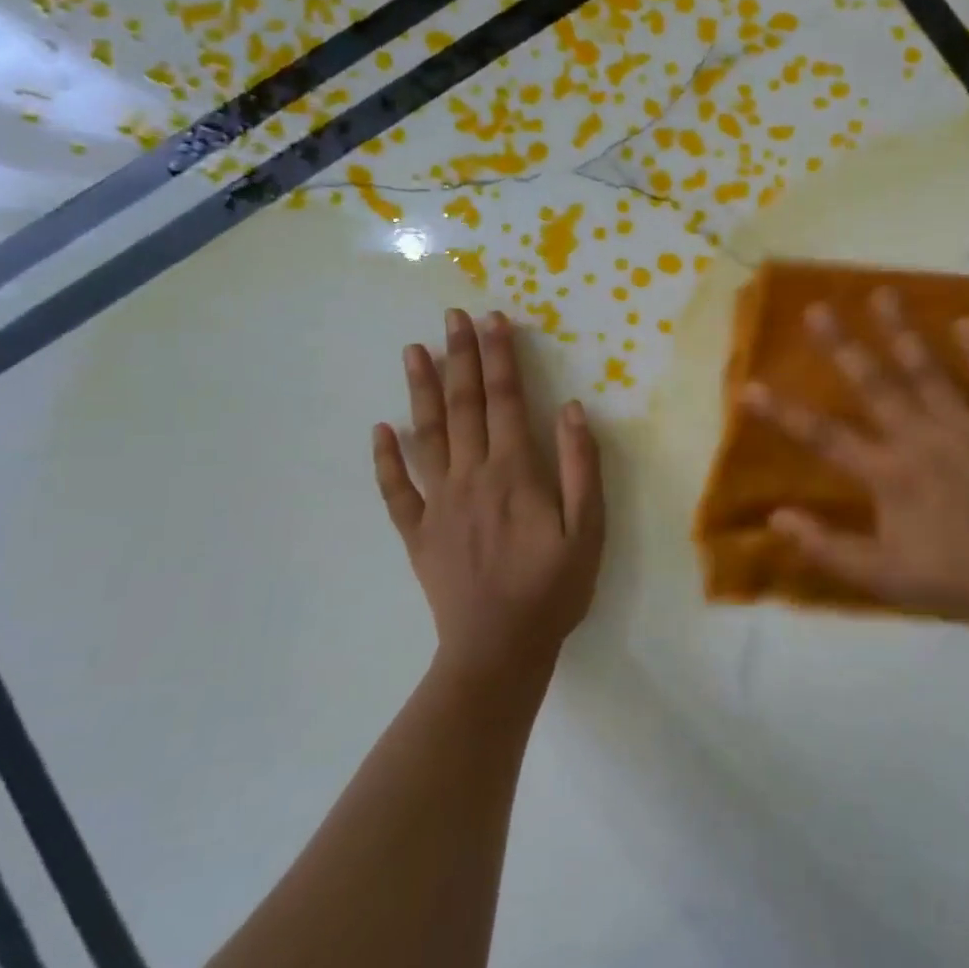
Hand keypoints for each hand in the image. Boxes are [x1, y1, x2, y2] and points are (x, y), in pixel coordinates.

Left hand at [374, 309, 604, 688]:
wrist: (499, 650)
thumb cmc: (553, 589)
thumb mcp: (588, 530)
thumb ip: (580, 467)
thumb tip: (571, 409)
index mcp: (514, 473)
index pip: (505, 401)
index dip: (500, 358)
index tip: (493, 320)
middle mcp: (471, 476)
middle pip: (464, 407)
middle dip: (460, 357)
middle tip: (451, 317)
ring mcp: (438, 503)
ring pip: (426, 436)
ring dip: (421, 391)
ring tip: (414, 352)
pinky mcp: (418, 532)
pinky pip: (396, 490)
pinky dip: (386, 459)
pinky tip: (380, 430)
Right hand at [742, 288, 968, 629]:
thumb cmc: (950, 579)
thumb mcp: (879, 576)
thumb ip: (825, 546)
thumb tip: (776, 518)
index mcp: (888, 473)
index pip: (823, 437)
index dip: (782, 413)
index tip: (749, 387)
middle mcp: (920, 438)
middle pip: (874, 384)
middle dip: (841, 346)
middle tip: (817, 309)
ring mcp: (966, 428)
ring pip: (928, 371)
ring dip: (903, 331)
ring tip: (883, 294)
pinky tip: (966, 322)